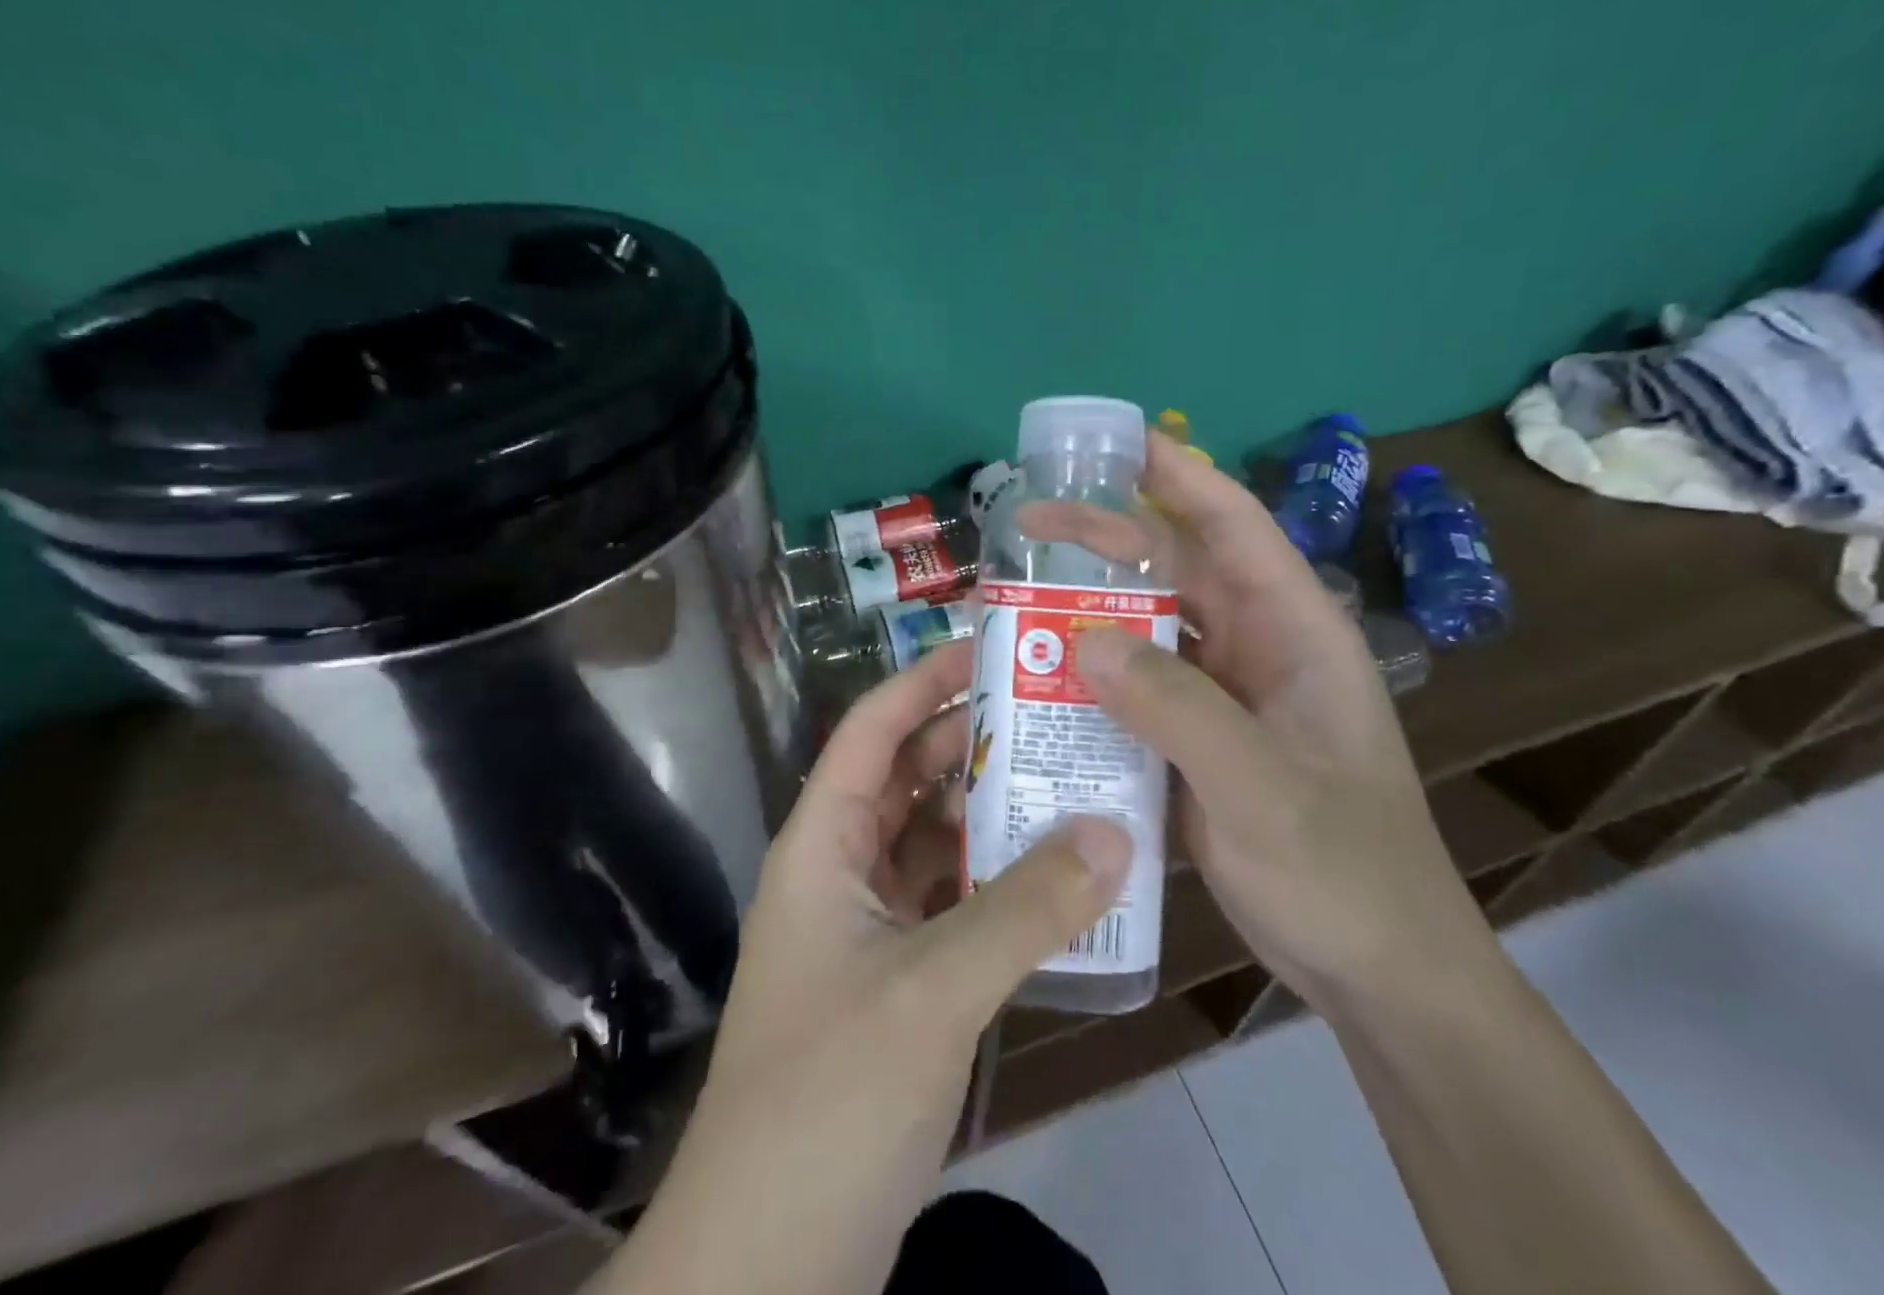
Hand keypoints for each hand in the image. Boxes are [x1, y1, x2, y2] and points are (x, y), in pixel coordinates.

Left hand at [606, 640, 1130, 1294]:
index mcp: (822, 845)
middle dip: (972, 741)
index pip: (871, 729)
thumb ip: (1027, 909)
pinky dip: (997, 881)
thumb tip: (1115, 830)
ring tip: (1070, 777)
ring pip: (935, 840)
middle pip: (908, 777)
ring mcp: (869, 927)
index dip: (923, 681)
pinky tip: (1057, 874)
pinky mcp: (898, 978)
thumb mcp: (933, 990)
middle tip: (1054, 711)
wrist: (767, 1266)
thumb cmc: (828, 1098)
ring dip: (992, 813)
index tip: (992, 650)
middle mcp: (841, 870)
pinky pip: (952, 900)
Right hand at [1025, 432, 1501, 1017]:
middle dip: (1102, 543)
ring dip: (1086, 613)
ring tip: (1013, 599)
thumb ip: (1176, 708)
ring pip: (1145, 631)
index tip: (1114, 442)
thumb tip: (1081, 637)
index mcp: (1294, 633)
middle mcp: (1255, 650)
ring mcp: (1221, 698)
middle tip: (1023, 526)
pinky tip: (1036, 680)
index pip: (1234, 528)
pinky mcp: (1191, 740)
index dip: (1178, 476)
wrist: (1373, 969)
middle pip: (1172, 573)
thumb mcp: (1261, 787)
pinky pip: (1132, 690)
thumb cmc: (1342, 869)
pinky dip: (1087, 678)